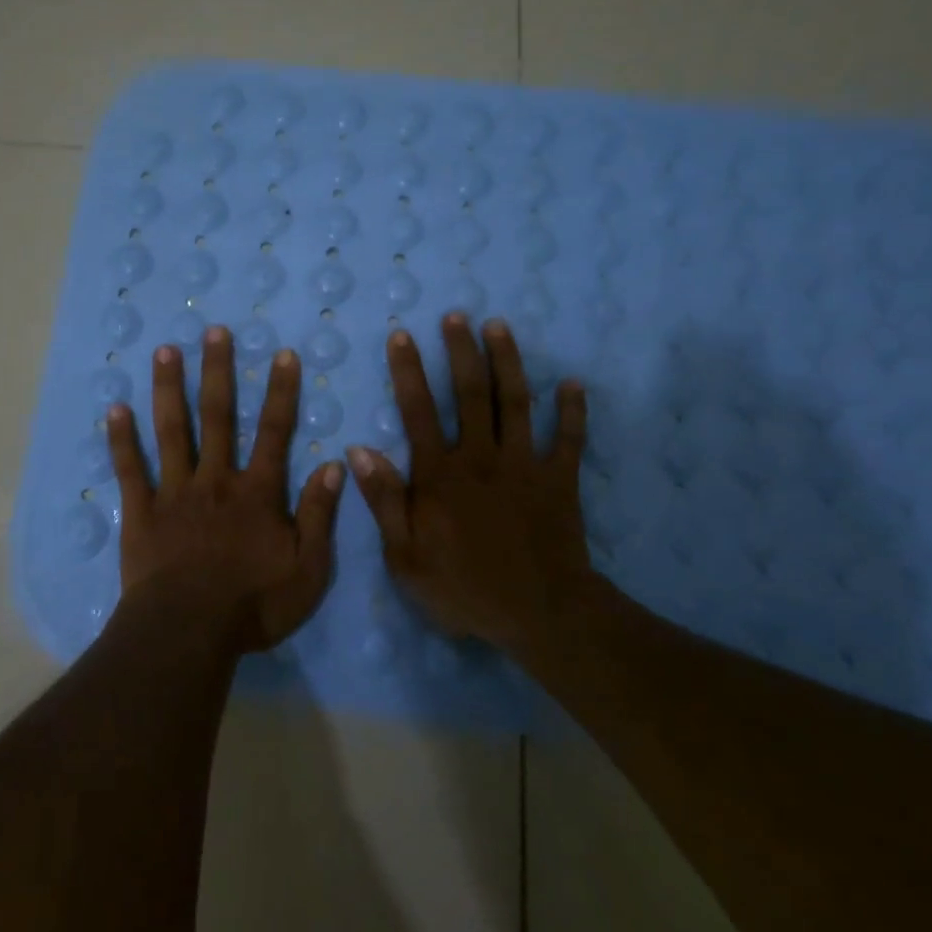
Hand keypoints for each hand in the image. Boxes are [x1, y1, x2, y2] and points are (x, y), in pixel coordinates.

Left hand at [107, 328, 344, 653]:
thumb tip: (332, 465)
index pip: (273, 432)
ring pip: (172, 431)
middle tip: (214, 331)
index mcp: (256, 493)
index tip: (281, 354)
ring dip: (169, 388)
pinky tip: (114, 409)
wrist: (188, 633)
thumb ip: (320, 516)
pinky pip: (130, 470)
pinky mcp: (141, 512)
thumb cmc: (253, 605)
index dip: (280, 392)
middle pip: (217, 417)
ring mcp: (174, 493)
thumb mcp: (308, 569)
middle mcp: (215, 480)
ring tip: (165, 350)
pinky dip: (122, 440)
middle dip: (217, 371)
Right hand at [346, 315, 592, 651]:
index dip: (408, 371)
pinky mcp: (559, 480)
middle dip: (461, 351)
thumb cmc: (465, 589)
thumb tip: (359, 450)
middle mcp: (481, 457)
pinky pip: (568, 439)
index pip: (419, 411)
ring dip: (508, 362)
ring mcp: (524, 465)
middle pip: (471, 393)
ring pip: (516, 403)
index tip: (402, 335)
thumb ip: (384, 501)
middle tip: (456, 316)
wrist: (540, 615)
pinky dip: (572, 412)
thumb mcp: (406, 557)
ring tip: (499, 326)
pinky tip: (573, 384)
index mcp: (441, 475)